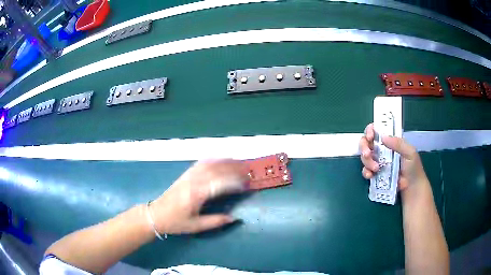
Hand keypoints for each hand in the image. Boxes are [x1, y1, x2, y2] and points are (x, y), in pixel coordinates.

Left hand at [149, 159, 248, 233]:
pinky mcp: (186, 174)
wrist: (157, 214)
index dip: (235, 182)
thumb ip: (215, 221)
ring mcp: (189, 175)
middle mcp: (193, 181)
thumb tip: (234, 218)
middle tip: (247, 172)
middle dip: (234, 169)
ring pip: (210, 164)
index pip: (220, 183)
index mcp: (196, 194)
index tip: (246, 185)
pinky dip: (213, 159)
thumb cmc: (176, 222)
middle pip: (217, 170)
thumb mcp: (196, 226)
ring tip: (239, 163)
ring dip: (225, 162)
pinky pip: (201, 163)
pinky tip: (221, 159)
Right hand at [359, 123, 427, 191]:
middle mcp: (382, 149)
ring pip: (364, 156)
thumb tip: (383, 137)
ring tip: (376, 169)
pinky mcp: (375, 173)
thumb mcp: (409, 152)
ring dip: (367, 162)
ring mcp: (377, 161)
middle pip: (366, 142)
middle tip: (367, 154)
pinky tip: (371, 175)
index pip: (377, 130)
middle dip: (364, 146)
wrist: (411, 187)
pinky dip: (366, 172)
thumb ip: (398, 143)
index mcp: (390, 141)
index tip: (370, 136)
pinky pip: (365, 170)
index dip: (370, 130)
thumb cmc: (413, 167)